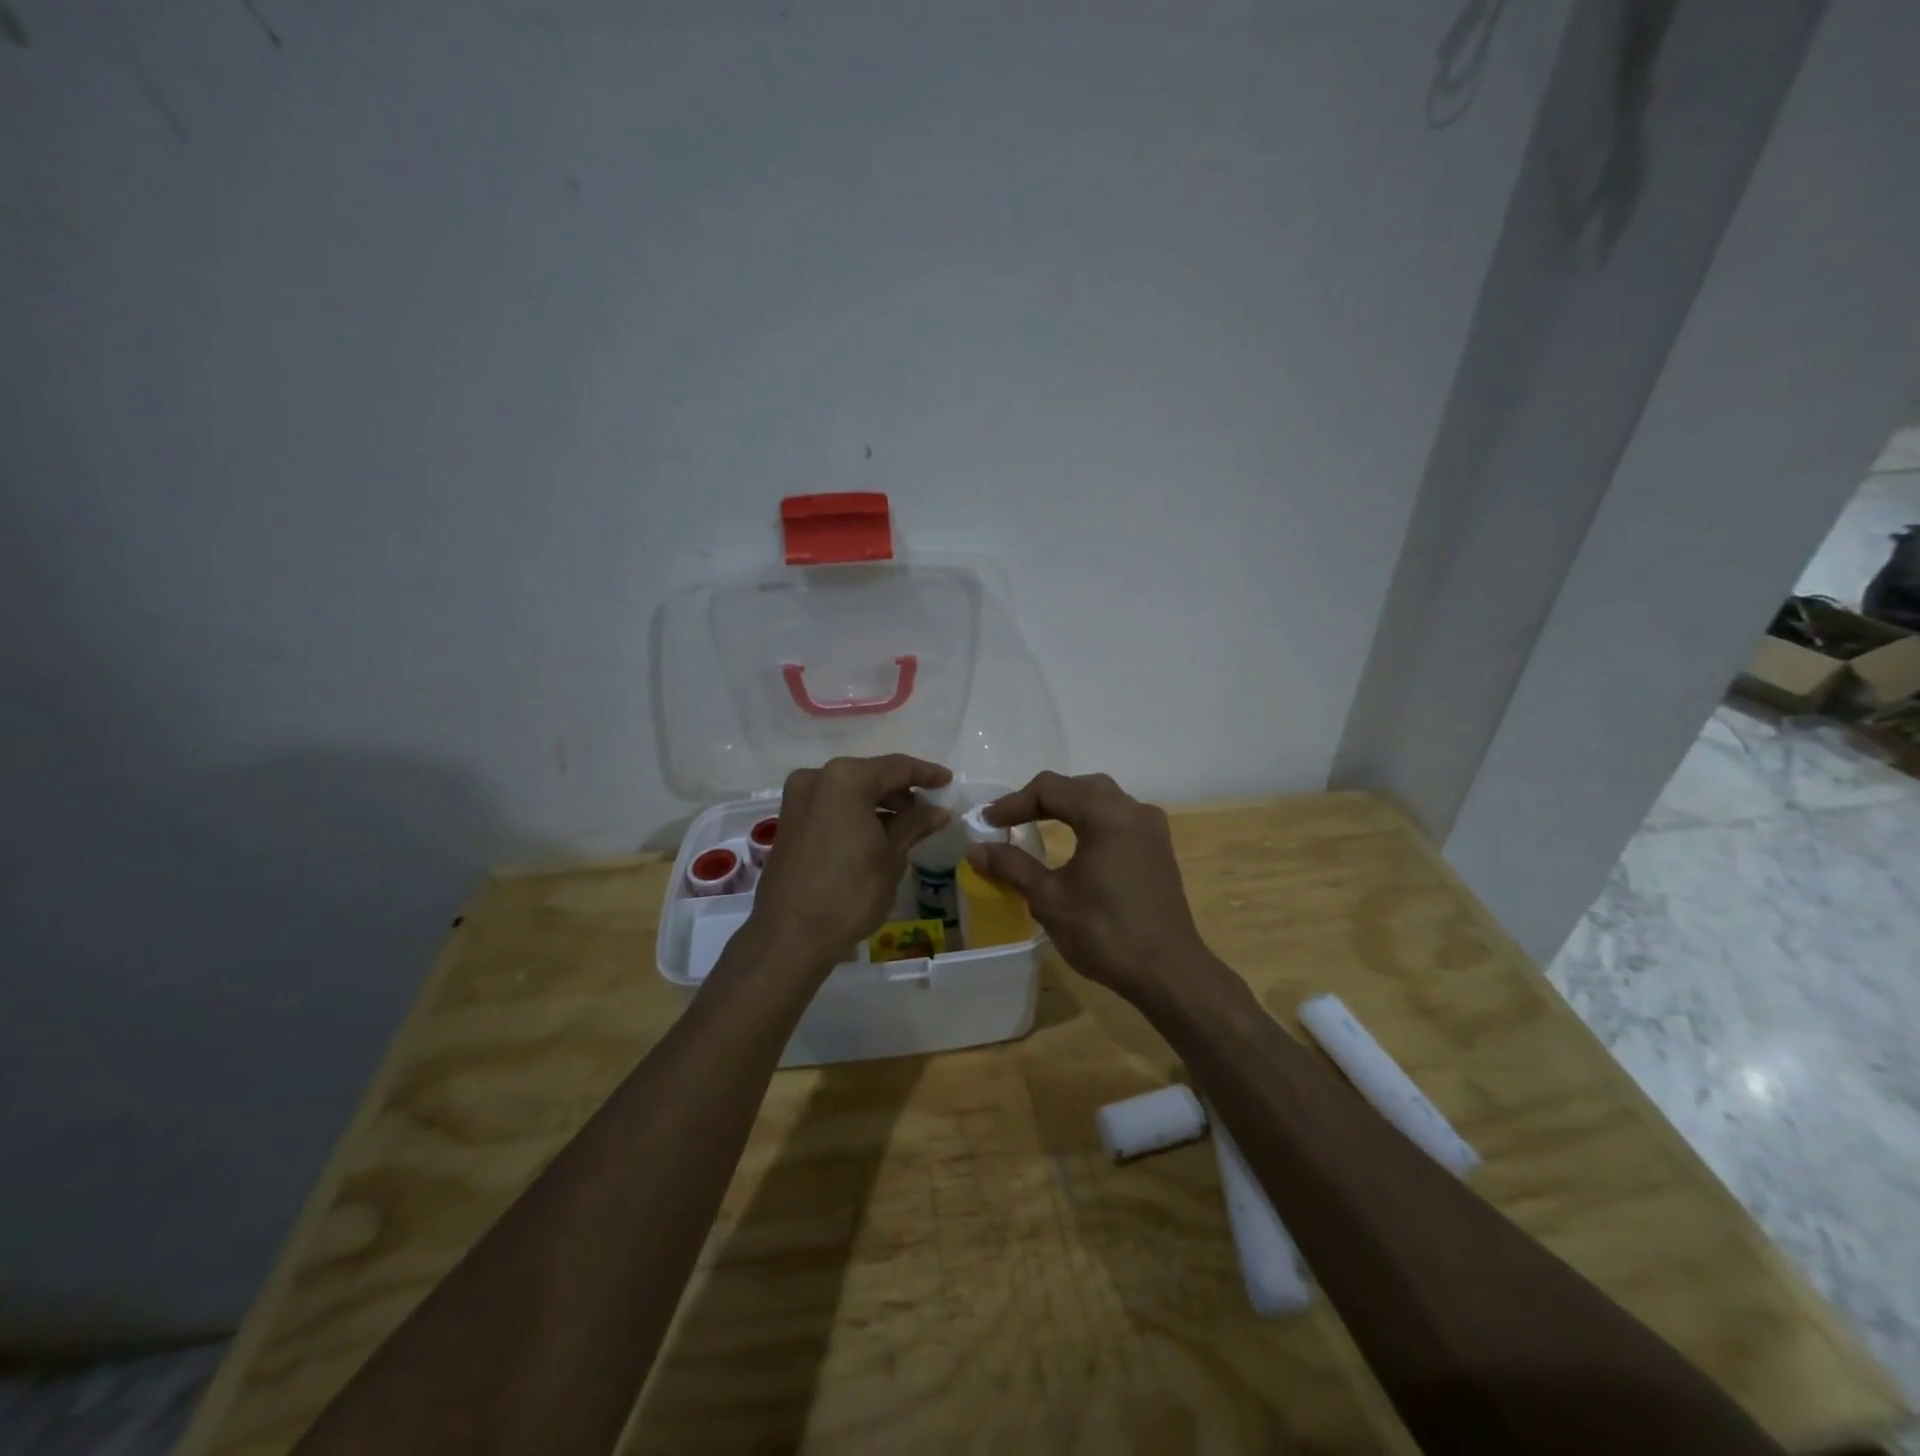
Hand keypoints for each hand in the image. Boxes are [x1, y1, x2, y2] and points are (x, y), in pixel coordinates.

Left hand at [749, 754, 952, 973]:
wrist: (790, 936)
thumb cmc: (849, 892)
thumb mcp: (891, 857)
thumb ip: (915, 825)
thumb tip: (938, 811)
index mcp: (846, 779)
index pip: (896, 767)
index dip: (926, 774)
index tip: (948, 781)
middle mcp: (817, 778)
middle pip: (870, 775)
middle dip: (900, 790)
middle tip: (928, 808)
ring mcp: (797, 799)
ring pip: (849, 790)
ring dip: (878, 803)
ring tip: (907, 825)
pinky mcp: (789, 822)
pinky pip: (831, 806)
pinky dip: (855, 813)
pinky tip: (876, 833)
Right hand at [966, 771, 1218, 1008]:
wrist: (1167, 972)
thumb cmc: (1105, 932)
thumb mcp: (1049, 898)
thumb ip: (1012, 866)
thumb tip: (976, 849)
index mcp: (1107, 814)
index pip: (1050, 789)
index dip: (1013, 803)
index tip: (986, 822)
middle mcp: (1133, 810)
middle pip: (1078, 787)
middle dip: (1040, 800)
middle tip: (1009, 821)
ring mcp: (1151, 828)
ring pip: (1101, 800)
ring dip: (1067, 808)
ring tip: (1036, 826)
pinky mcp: (1158, 849)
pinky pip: (1118, 819)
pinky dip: (1089, 821)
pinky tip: (1074, 843)